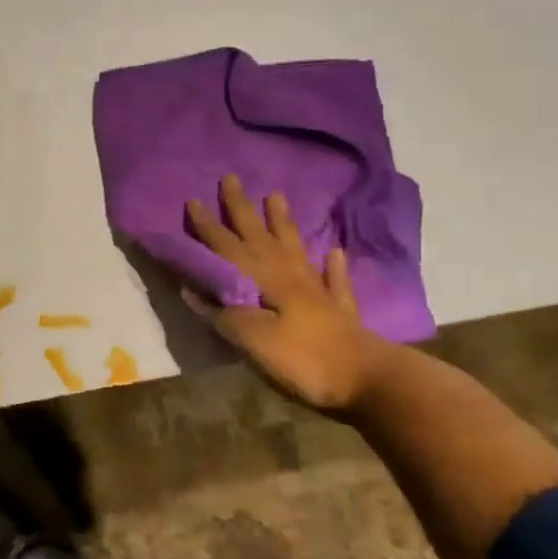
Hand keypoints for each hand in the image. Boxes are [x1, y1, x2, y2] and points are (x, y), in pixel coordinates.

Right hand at [182, 175, 398, 414]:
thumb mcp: (251, 340)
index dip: (208, 226)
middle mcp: (289, 276)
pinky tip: (333, 252)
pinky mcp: (339, 310)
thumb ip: (222, 314)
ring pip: (295, 248)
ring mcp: (317, 290)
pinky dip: (331, 265)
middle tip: (231, 179)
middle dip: (242, 209)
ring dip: (283, 223)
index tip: (193, 200)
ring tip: (276, 197)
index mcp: (264, 281)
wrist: (366, 379)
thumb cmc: (302, 359)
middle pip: (260, 237)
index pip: (227, 248)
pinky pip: (333, 280)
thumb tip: (191, 290)